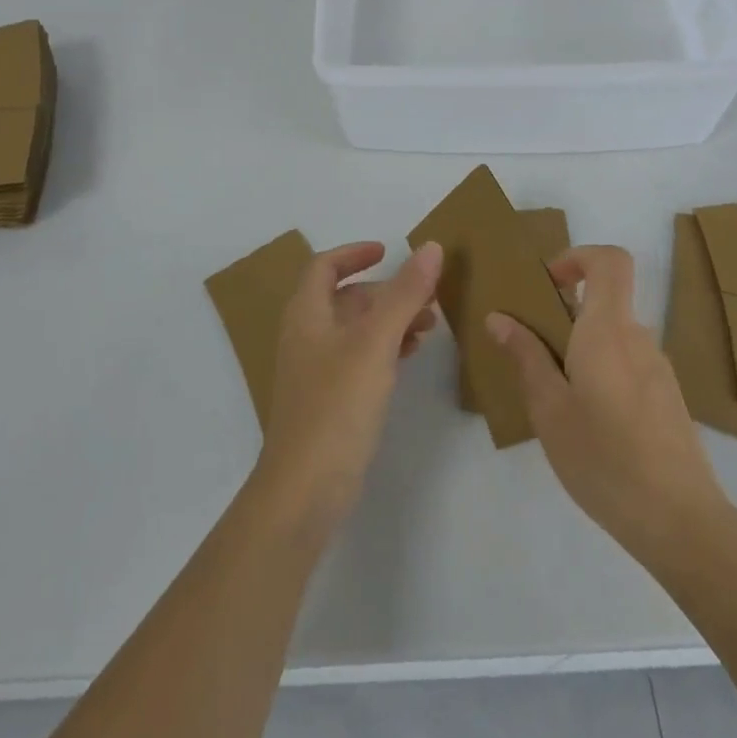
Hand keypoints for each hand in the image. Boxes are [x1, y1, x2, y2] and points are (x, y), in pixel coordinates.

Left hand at [254, 240, 442, 533]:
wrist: (305, 490)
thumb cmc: (336, 405)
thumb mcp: (375, 343)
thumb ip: (404, 294)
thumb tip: (431, 247)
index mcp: (306, 314)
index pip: (324, 266)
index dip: (354, 253)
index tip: (389, 251)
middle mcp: (306, 336)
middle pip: (345, 298)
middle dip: (386, 292)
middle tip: (426, 297)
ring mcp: (316, 371)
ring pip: (355, 330)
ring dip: (390, 320)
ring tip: (429, 326)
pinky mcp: (329, 401)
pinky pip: (359, 359)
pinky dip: (385, 349)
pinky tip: (410, 357)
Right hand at [486, 246, 731, 577]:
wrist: (681, 522)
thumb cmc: (604, 459)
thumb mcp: (549, 409)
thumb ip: (526, 356)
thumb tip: (500, 317)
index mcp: (609, 330)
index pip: (610, 261)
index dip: (578, 258)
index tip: (548, 285)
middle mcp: (639, 338)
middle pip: (606, 301)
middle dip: (565, 314)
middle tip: (533, 351)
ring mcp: (659, 369)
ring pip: (614, 337)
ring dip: (581, 348)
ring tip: (555, 396)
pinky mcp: (668, 398)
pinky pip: (628, 364)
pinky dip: (602, 372)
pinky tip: (588, 423)